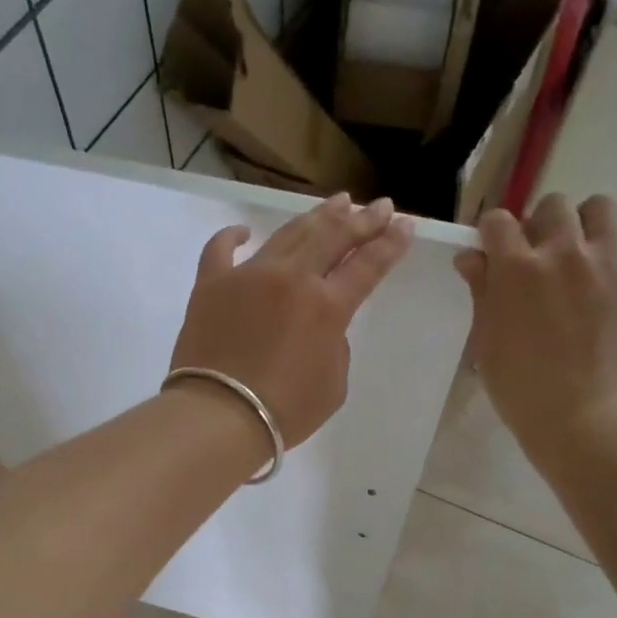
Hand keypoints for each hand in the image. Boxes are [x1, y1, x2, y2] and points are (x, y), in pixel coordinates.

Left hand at [170, 192, 414, 447]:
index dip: (391, 243)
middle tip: (380, 205)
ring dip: (316, 216)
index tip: (405, 224)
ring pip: (288, 233)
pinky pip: (220, 250)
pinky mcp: (211, 284)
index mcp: (327, 306)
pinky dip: (232, 237)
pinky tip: (244, 231)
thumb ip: (334, 346)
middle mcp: (291, 278)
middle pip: (333, 236)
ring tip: (336, 201)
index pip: (368, 265)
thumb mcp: (333, 385)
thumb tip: (318, 325)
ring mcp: (248, 275)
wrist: (219, 416)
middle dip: (362, 219)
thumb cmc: (284, 411)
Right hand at [455, 193, 616, 463]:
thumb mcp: (487, 340)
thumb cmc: (520, 386)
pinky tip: (594, 284)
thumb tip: (471, 257)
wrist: (583, 415)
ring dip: (581, 223)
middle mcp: (561, 253)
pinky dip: (603, 252)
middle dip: (538, 225)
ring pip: (598, 208)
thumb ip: (482, 290)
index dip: (491, 234)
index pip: (498, 221)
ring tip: (574, 254)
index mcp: (516, 268)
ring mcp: (602, 263)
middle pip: (551, 206)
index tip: (492, 253)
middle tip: (535, 258)